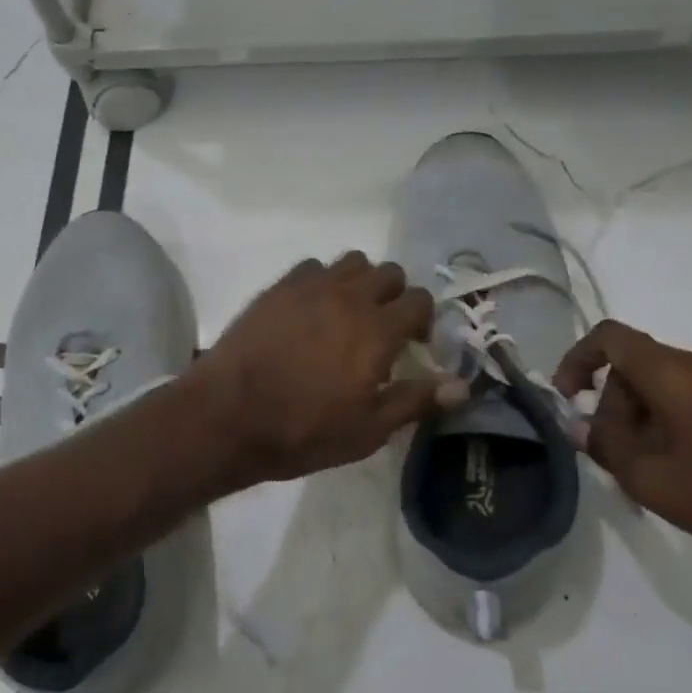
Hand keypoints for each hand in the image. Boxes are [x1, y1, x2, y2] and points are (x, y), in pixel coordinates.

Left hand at [189, 254, 443, 486]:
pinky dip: (322, 281)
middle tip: (382, 329)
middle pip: (389, 272)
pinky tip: (310, 311)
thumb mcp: (368, 429)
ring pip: (352, 261)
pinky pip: (312, 267)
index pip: (420, 300)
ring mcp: (310, 286)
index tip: (413, 347)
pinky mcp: (277, 287)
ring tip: (347, 315)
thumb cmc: (304, 430)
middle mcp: (349, 296)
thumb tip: (464, 386)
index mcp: (378, 329)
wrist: (228, 416)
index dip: (423, 322)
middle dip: (395, 296)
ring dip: (360, 282)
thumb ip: (417, 400)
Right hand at [552, 320, 691, 560]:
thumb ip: (606, 447)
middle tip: (615, 456)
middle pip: (636, 366)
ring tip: (649, 470)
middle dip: (613, 406)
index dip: (577, 359)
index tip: (568, 397)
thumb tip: (579, 427)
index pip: (610, 337)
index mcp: (675, 373)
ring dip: (643, 418)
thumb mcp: (652, 481)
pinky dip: (672, 420)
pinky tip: (683, 467)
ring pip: (664, 384)